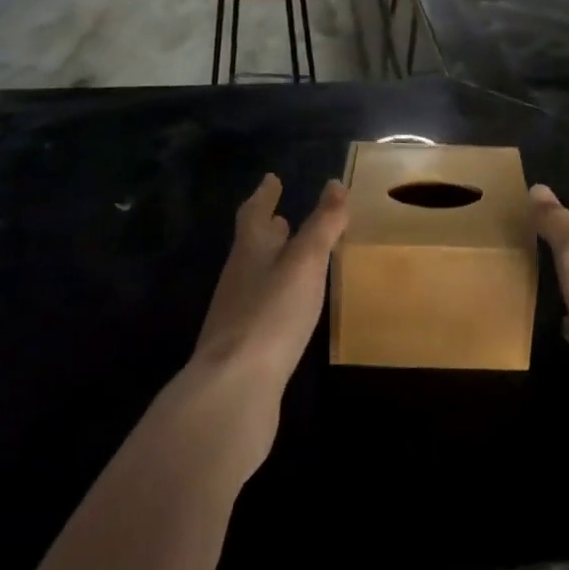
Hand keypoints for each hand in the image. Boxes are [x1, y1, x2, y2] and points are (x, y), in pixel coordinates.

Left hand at [185, 175, 345, 479]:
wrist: (234, 391)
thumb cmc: (271, 313)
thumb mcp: (305, 262)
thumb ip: (322, 225)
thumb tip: (335, 184)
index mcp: (249, 251)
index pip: (254, 213)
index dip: (264, 195)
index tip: (271, 178)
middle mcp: (238, 278)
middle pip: (251, 244)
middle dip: (268, 228)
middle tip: (282, 215)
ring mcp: (237, 314)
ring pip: (256, 275)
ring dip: (273, 261)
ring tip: (293, 256)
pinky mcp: (244, 347)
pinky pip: (262, 307)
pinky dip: (276, 294)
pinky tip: (290, 307)